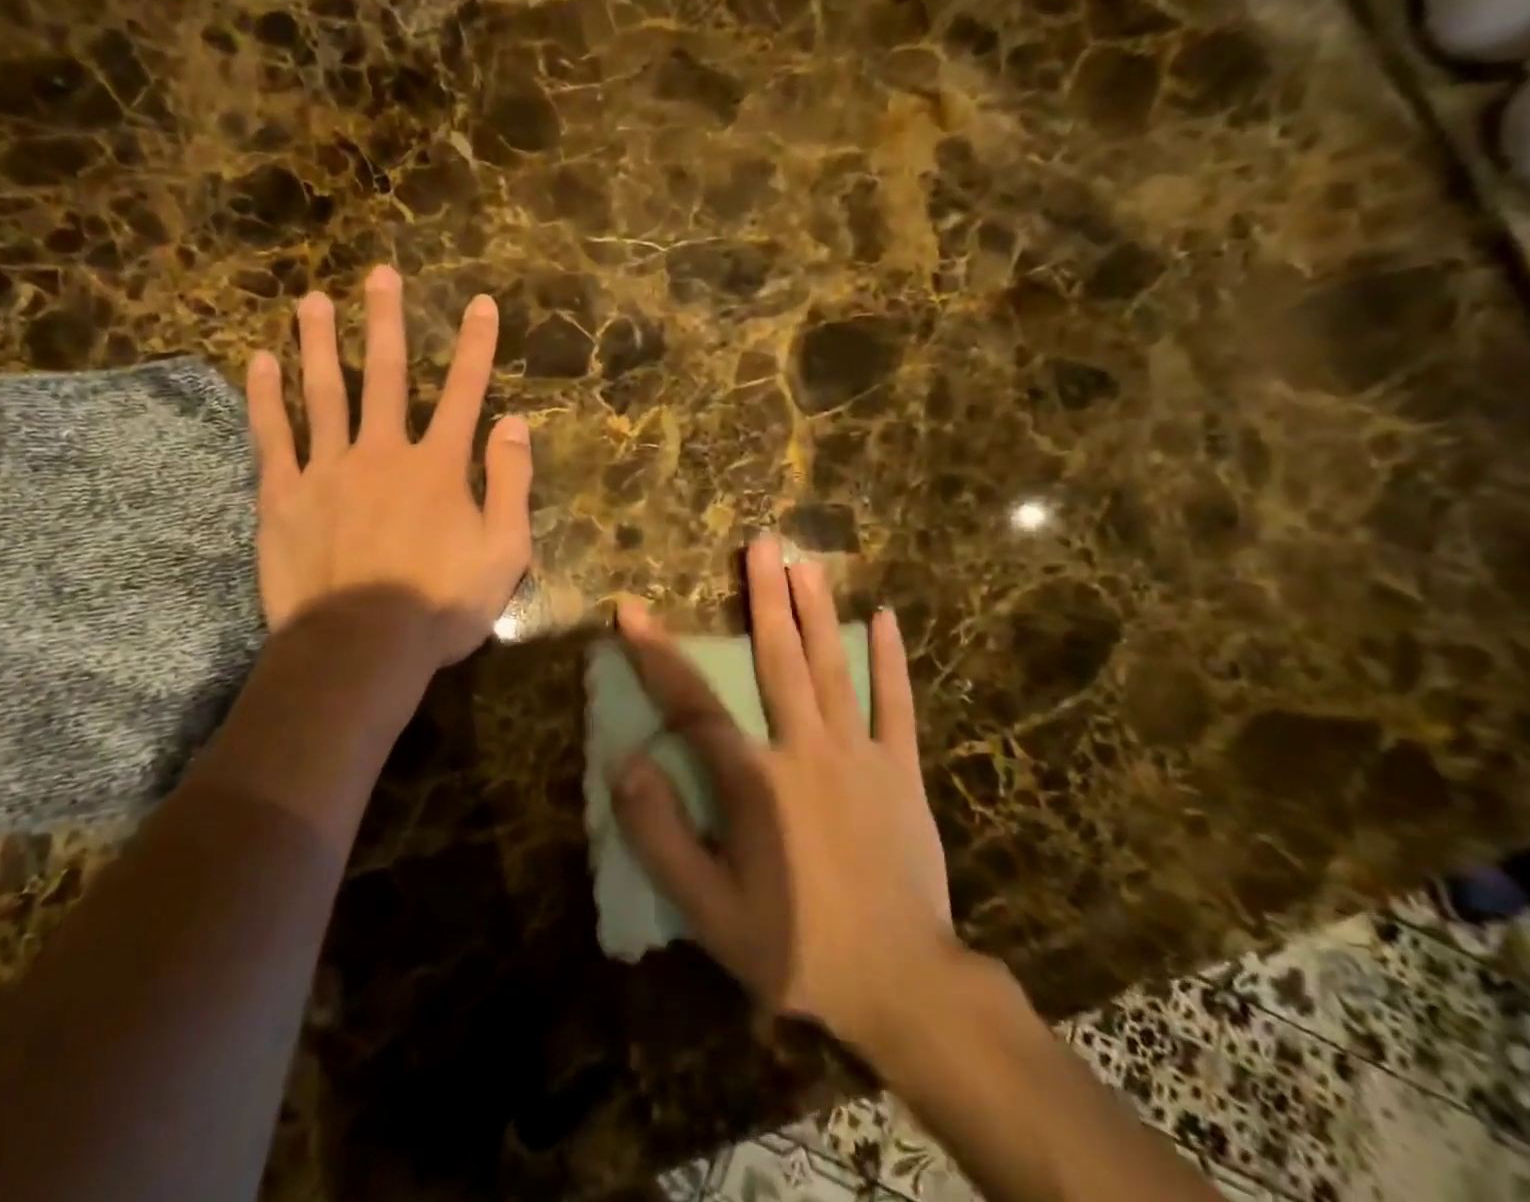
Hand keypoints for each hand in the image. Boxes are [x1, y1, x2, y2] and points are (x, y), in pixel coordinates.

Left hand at [245, 265, 532, 670]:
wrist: (361, 648)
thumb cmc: (440, 606)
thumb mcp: (504, 552)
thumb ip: (511, 484)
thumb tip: (514, 423)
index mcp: (438, 466)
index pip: (464, 392)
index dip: (476, 346)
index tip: (480, 303)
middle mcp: (383, 452)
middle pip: (385, 374)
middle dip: (386, 321)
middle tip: (380, 274)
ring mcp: (328, 469)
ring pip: (323, 392)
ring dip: (319, 342)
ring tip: (313, 300)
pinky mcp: (284, 496)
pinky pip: (273, 436)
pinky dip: (266, 398)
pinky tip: (259, 362)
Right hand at [611, 535, 960, 1057]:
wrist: (904, 986)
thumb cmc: (796, 947)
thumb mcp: (709, 911)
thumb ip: (661, 837)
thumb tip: (626, 765)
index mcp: (755, 780)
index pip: (692, 703)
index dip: (656, 654)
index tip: (630, 609)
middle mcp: (806, 749)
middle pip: (778, 659)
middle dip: (764, 597)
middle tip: (760, 543)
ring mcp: (860, 754)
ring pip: (833, 668)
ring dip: (816, 610)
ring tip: (805, 562)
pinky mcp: (901, 770)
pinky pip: (896, 705)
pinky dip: (890, 660)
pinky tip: (884, 617)